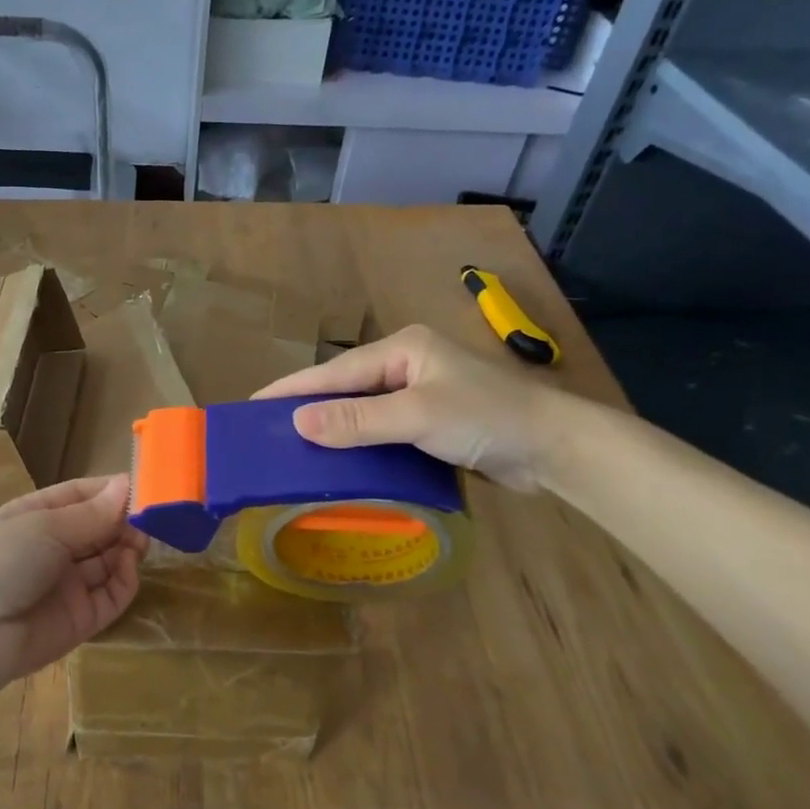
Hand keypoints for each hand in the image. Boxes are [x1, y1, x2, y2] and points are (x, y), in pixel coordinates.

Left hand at [0, 475, 148, 689]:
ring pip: (109, 559)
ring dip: (127, 547)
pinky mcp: (82, 618)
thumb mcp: (45, 527)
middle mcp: (54, 547)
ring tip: (142, 539)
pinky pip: (111, 594)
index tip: (145, 485)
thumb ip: (91, 513)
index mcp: (37, 516)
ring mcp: (68, 584)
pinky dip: (125, 579)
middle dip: (124, 520)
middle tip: (152, 515)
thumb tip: (126, 485)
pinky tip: (129, 566)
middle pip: (99, 528)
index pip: (81, 496)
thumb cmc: (1, 561)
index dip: (111, 491)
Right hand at [252, 324, 573, 491]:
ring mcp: (422, 394)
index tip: (253, 404)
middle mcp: (408, 366)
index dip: (293, 389)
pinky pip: (383, 429)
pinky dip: (360, 443)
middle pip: (346, 387)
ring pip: (364, 410)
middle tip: (267, 429)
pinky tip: (340, 459)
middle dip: (309, 407)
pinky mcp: (433, 422)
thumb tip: (298, 422)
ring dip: (334, 428)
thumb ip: (357, 421)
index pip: (335, 371)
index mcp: (402, 349)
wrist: (556, 448)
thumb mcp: (417, 416)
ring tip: (293, 447)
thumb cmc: (486, 418)